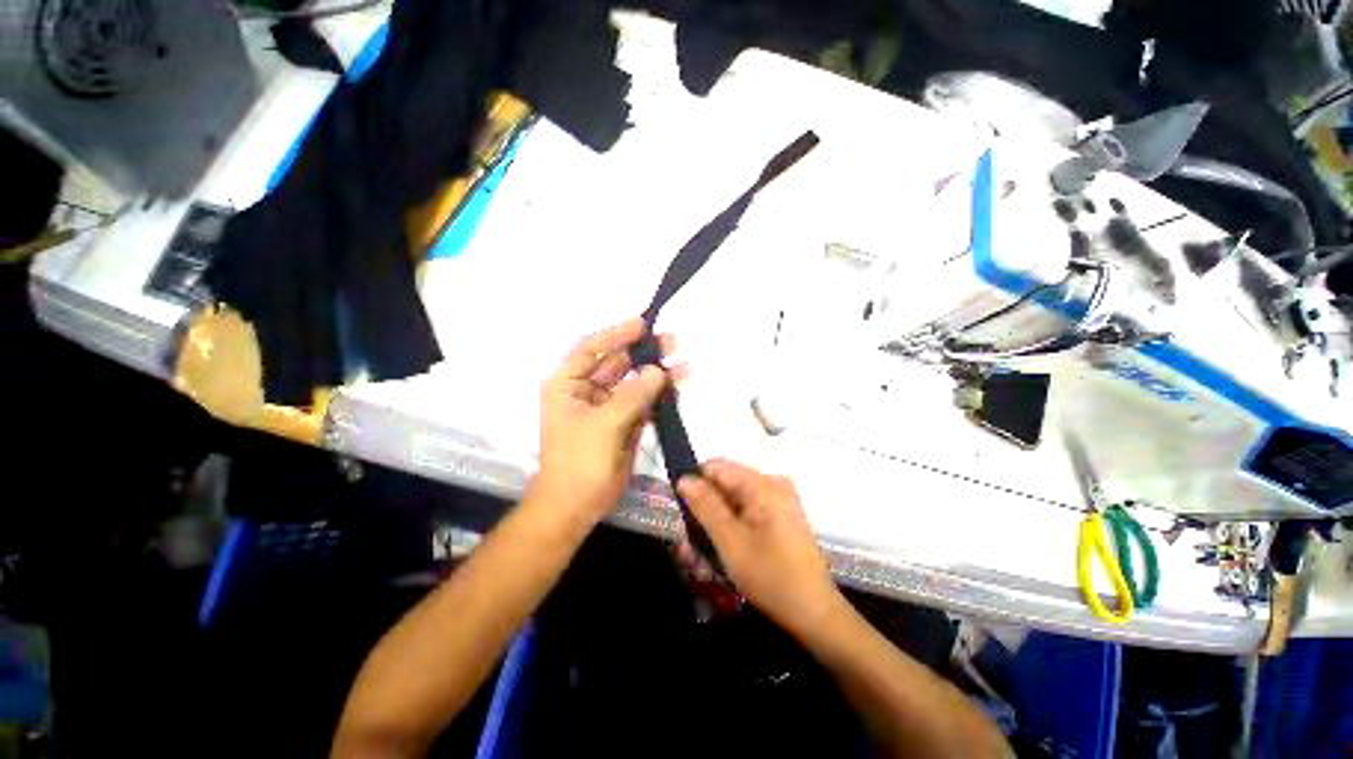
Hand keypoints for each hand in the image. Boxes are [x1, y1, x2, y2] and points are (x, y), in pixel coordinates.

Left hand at [537, 318, 678, 523]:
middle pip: (617, 362)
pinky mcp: (624, 421)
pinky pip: (643, 401)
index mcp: (567, 384)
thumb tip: (658, 371)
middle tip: (672, 342)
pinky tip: (678, 386)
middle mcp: (586, 390)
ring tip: (682, 363)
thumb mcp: (603, 425)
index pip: (590, 348)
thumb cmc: (579, 461)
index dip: (616, 334)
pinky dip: (659, 395)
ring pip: (634, 382)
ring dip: (656, 373)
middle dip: (643, 353)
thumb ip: (632, 396)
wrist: (578, 505)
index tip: (643, 325)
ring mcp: (607, 406)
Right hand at [677, 461, 840, 632]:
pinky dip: (731, 526)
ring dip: (716, 521)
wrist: (814, 612)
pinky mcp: (780, 514)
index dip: (695, 485)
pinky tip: (725, 550)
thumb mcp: (731, 541)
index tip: (682, 512)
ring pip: (733, 499)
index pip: (717, 467)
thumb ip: (706, 506)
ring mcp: (779, 499)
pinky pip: (746, 510)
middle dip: (705, 509)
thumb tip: (684, 478)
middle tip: (692, 542)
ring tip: (705, 553)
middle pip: (725, 484)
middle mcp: (772, 483)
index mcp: (762, 484)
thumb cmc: (771, 576)